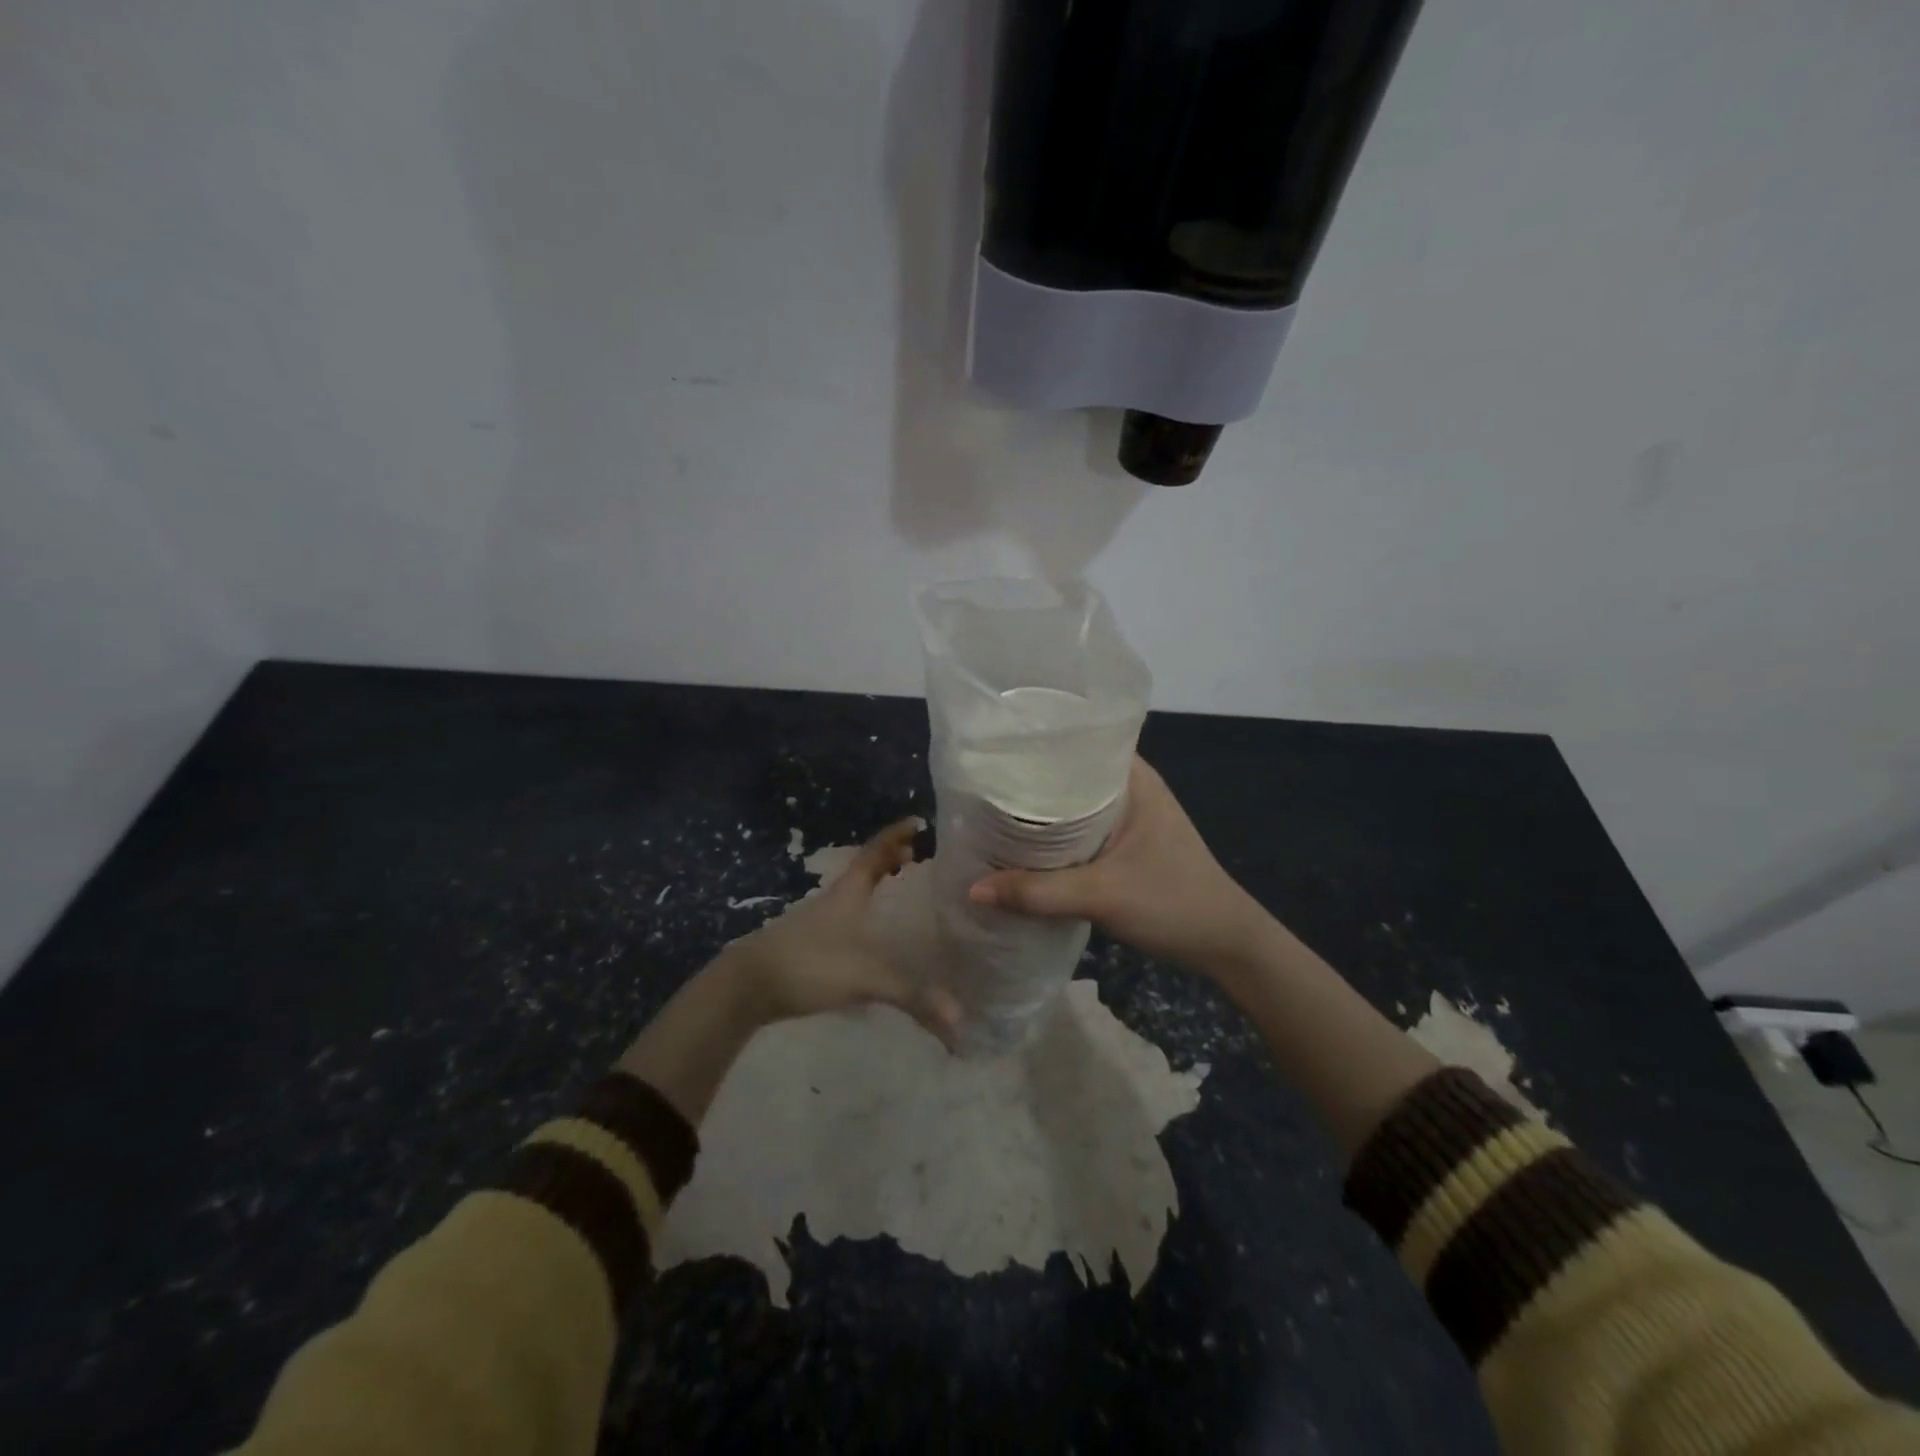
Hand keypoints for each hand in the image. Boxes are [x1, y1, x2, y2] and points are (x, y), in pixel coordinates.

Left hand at [719, 819, 959, 1044]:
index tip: (917, 822)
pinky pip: (844, 919)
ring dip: (875, 887)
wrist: (747, 985)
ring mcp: (817, 921)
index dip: (895, 835)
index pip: (875, 852)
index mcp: (849, 892)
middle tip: (916, 857)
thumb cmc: (810, 963)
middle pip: (865, 870)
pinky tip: (872, 938)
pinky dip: (863, 915)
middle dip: (890, 860)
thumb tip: (959, 1021)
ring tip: (899, 892)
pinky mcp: (808, 944)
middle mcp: (834, 899)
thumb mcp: (866, 977)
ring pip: (853, 894)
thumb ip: (912, 996)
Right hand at [968, 757, 1277, 978]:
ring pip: (1073, 803)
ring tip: (992, 811)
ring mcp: (1129, 816)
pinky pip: (1080, 827)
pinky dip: (1054, 834)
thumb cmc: (1172, 903)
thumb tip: (973, 888)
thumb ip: (1037, 892)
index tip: (992, 748)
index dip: (1035, 742)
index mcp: (1132, 778)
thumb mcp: (1101, 895)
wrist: (1225, 944)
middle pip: (1069, 773)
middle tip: (981, 785)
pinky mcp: (1125, 843)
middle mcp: (1130, 787)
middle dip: (1029, 780)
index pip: (1077, 740)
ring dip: (1041, 811)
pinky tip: (1024, 846)